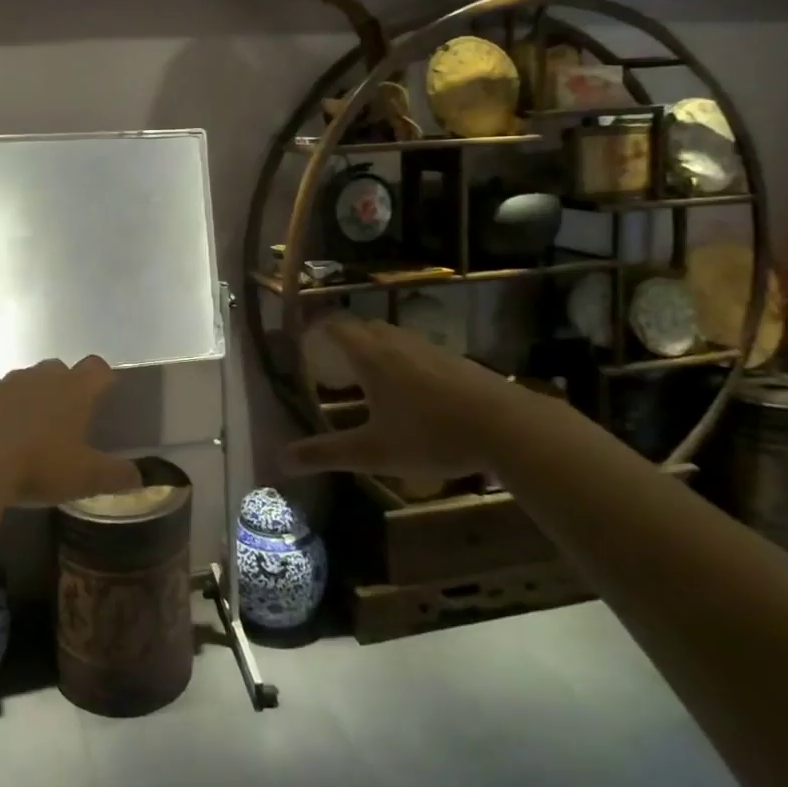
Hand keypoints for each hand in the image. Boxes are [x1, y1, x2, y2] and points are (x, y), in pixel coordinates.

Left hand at [0, 357, 139, 507]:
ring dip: (29, 398)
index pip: (97, 368)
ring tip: (29, 429)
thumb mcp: (84, 477)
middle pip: (59, 368)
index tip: (105, 392)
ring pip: (24, 381)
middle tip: (65, 416)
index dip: (103, 378)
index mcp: (74, 389)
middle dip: (64, 386)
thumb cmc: (39, 463)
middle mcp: (41, 377)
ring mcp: (5, 383)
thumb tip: (141, 478)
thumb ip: (116, 475)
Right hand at [281, 318, 530, 488]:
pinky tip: (413, 392)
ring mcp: (429, 348)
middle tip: (333, 362)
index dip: (317, 329)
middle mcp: (396, 343)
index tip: (304, 340)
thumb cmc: (430, 435)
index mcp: (370, 356)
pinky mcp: (455, 361)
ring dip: (376, 349)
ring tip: (370, 377)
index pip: (335, 327)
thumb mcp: (373, 452)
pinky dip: (404, 361)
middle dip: (346, 339)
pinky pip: (417, 351)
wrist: (506, 426)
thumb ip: (326, 453)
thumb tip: (281, 459)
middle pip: (364, 328)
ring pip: (393, 338)